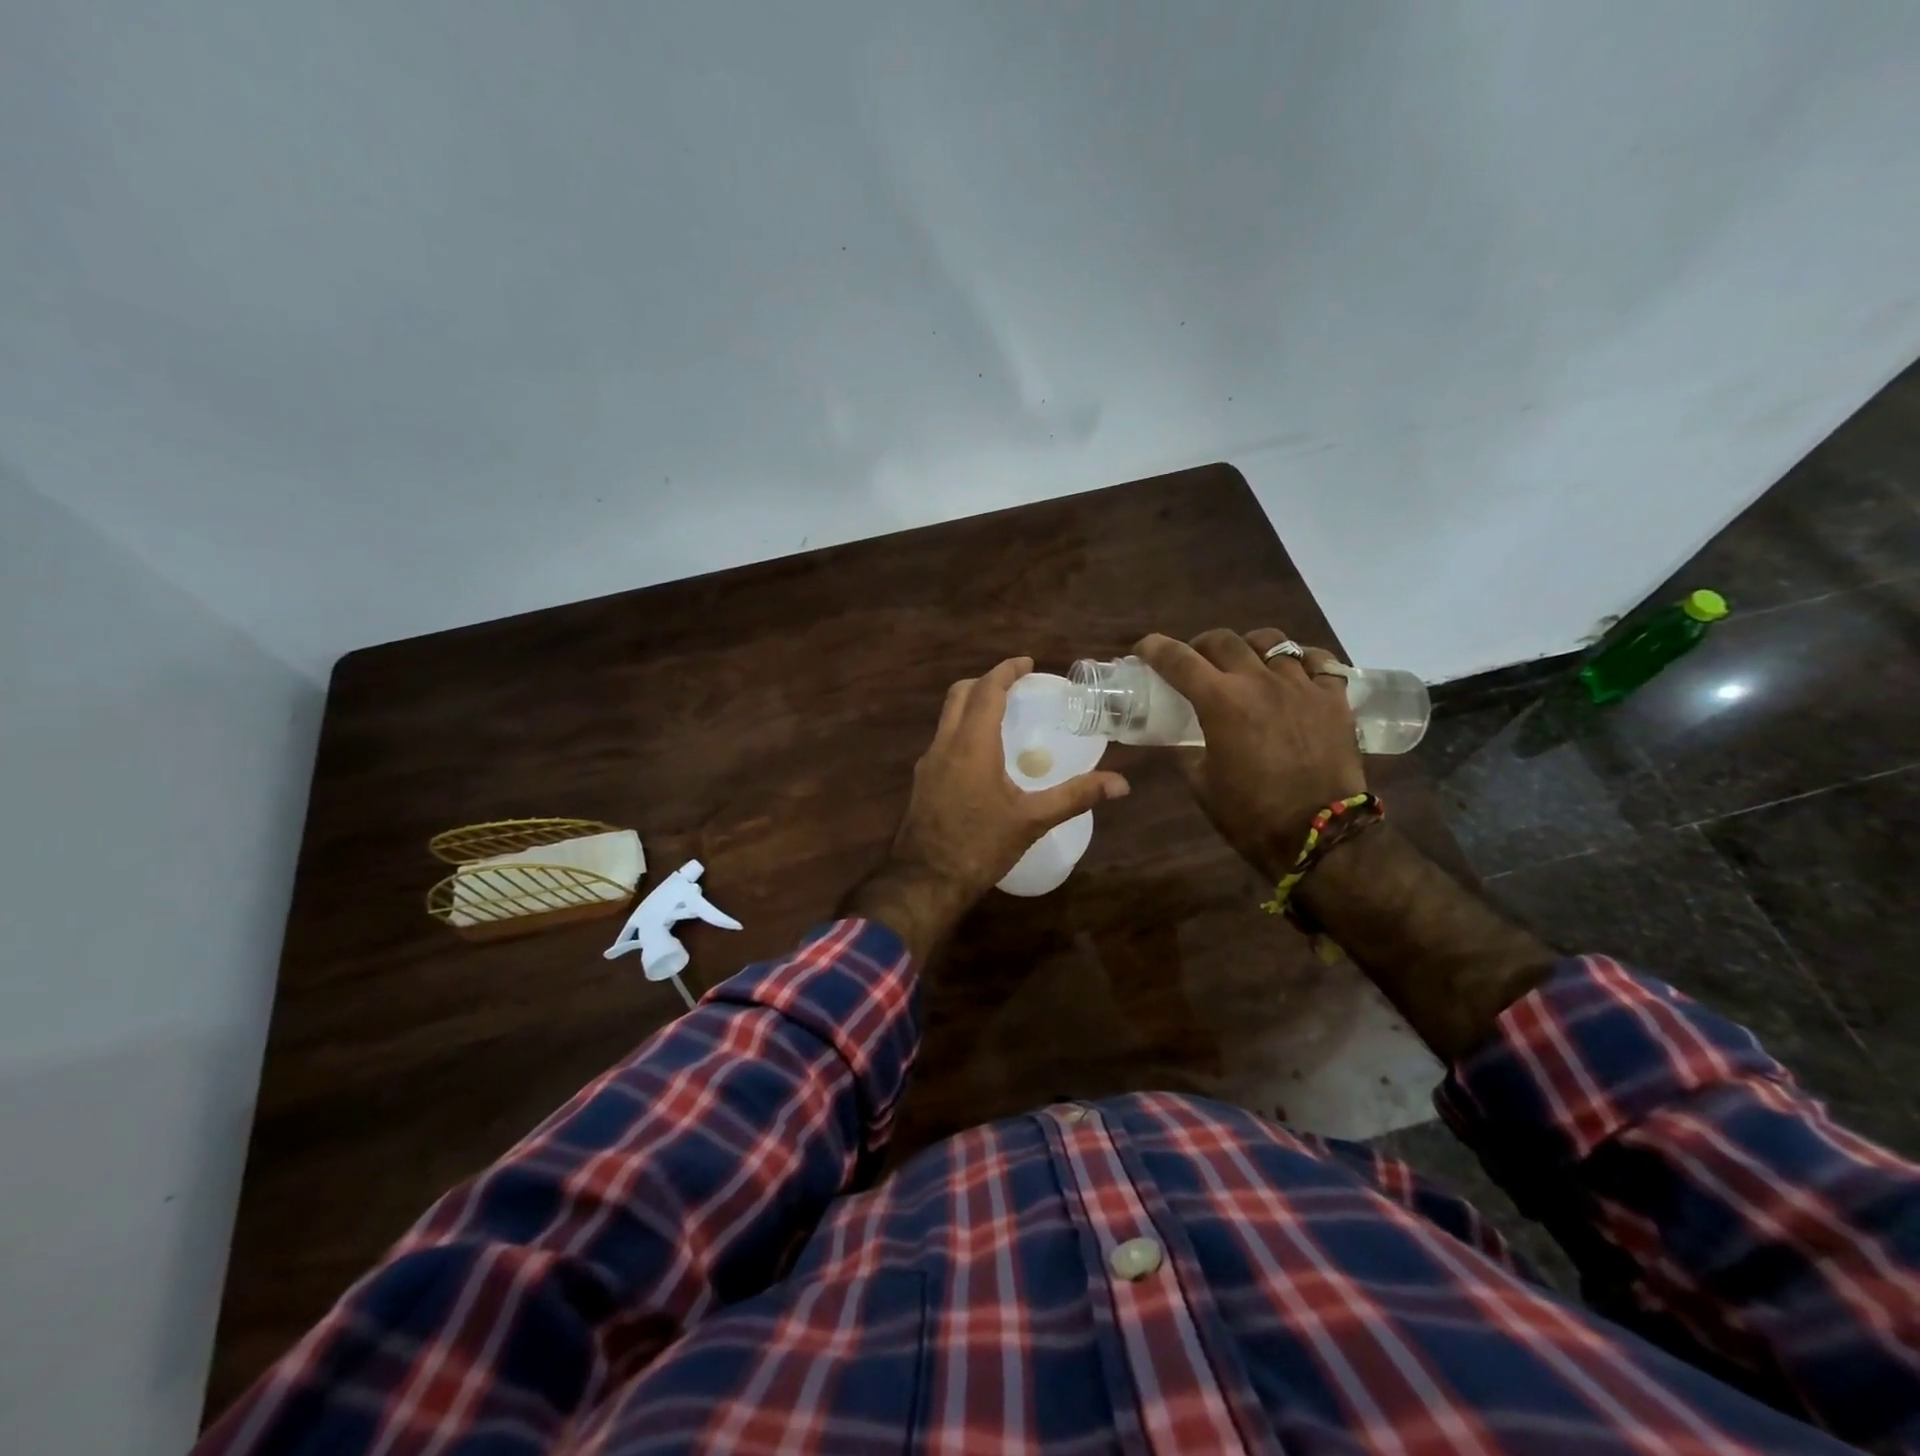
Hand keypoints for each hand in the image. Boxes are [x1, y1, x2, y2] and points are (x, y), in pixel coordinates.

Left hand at [892, 656, 1129, 904]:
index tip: (1027, 663)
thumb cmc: (979, 846)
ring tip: (1002, 716)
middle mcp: (945, 745)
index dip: (1006, 671)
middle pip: (959, 694)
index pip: (987, 690)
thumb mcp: (1032, 820)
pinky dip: (962, 729)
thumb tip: (1121, 784)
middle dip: (986, 681)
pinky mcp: (922, 781)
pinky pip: (943, 739)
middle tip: (1014, 686)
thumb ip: (1075, 796)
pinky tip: (982, 755)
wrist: (925, 881)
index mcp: (972, 744)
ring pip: (947, 717)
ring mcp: (928, 763)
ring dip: (971, 705)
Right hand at [1137, 628, 1364, 879]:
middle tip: (1196, 661)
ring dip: (1249, 647)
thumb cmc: (1250, 815)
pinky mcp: (1334, 698)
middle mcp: (1260, 682)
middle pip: (1223, 640)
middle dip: (1201, 645)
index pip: (1178, 660)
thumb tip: (1185, 739)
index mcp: (1221, 702)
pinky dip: (1302, 660)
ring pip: (1272, 641)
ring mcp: (1302, 686)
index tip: (1144, 648)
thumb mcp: (1202, 782)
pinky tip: (1295, 672)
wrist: (1318, 834)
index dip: (1155, 648)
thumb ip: (1190, 750)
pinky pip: (1319, 661)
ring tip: (1247, 662)